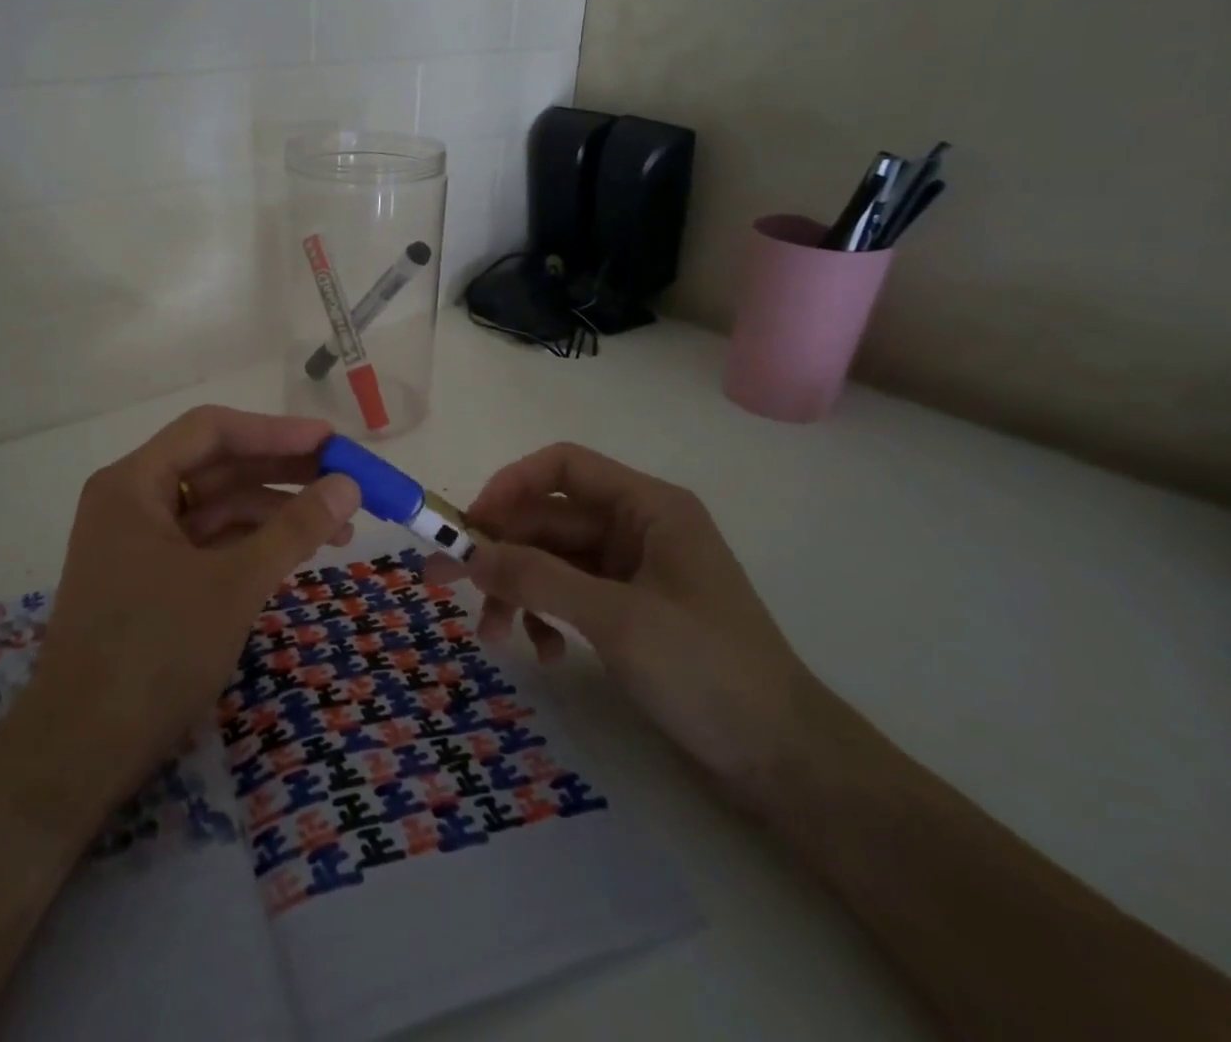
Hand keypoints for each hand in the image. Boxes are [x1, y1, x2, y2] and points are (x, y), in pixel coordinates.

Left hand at [0, 406, 360, 822]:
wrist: (79, 755)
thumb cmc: (154, 653)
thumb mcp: (235, 584)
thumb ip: (294, 529)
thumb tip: (349, 484)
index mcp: (133, 482)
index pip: (212, 431)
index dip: (276, 431)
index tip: (331, 442)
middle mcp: (131, 500)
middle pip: (216, 466)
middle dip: (282, 472)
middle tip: (345, 480)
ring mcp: (138, 542)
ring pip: (216, 507)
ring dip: (274, 512)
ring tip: (339, 528)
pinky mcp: (149, 580)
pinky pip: (208, 543)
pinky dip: (251, 544)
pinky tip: (295, 553)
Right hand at [438, 443, 822, 805]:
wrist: (786, 762)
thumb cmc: (708, 670)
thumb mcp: (616, 619)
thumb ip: (539, 578)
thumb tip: (468, 554)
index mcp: (647, 507)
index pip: (563, 467)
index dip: (510, 485)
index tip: (469, 525)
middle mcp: (636, 528)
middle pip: (549, 520)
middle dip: (501, 553)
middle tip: (444, 583)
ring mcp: (632, 571)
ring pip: (552, 561)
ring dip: (518, 591)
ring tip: (496, 637)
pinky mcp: (628, 610)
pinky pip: (568, 595)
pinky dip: (546, 617)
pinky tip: (547, 655)